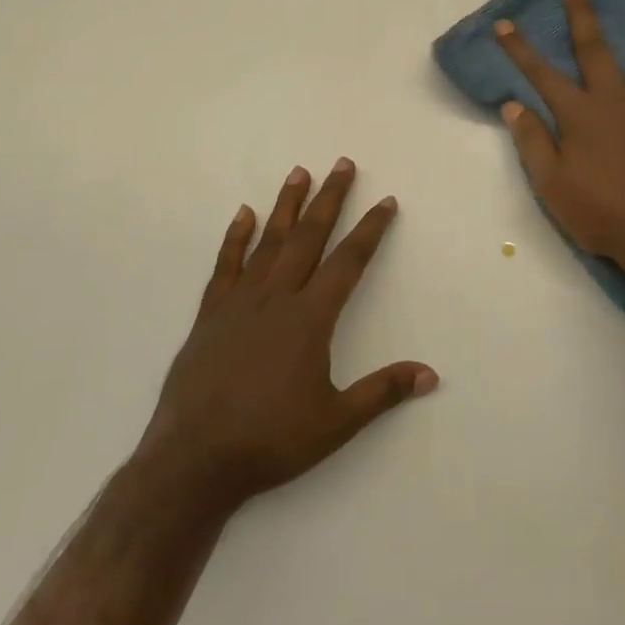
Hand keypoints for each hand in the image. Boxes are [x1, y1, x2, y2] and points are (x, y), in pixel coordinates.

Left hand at [143, 160, 436, 510]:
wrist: (193, 461)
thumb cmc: (270, 441)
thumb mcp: (336, 423)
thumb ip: (382, 392)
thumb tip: (431, 374)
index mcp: (310, 318)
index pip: (349, 262)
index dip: (370, 229)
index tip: (385, 201)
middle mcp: (277, 298)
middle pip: (309, 237)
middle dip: (330, 198)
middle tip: (342, 163)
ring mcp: (239, 302)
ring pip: (269, 242)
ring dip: (286, 206)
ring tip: (299, 173)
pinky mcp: (210, 314)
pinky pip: (225, 266)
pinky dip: (235, 238)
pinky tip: (244, 214)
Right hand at [495, 0, 624, 276]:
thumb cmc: (601, 214)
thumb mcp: (551, 185)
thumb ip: (532, 142)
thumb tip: (512, 105)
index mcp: (580, 115)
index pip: (542, 75)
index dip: (520, 49)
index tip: (504, 22)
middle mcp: (616, 101)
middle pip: (596, 52)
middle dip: (583, 19)